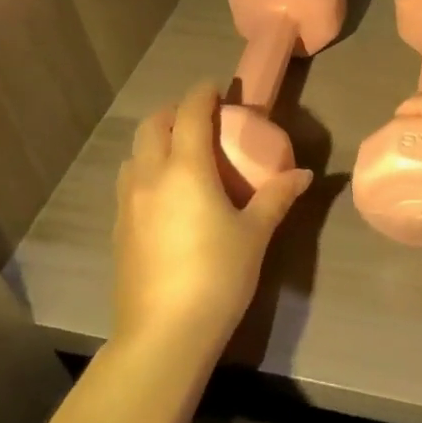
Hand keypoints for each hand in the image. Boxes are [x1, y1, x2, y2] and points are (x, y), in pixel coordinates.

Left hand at [113, 81, 311, 353]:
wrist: (164, 334)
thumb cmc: (217, 276)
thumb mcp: (255, 234)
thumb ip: (277, 197)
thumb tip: (303, 174)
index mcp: (185, 168)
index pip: (189, 112)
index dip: (203, 94)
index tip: (217, 88)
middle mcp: (149, 176)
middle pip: (153, 125)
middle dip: (175, 111)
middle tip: (201, 118)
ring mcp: (127, 203)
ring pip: (134, 153)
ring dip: (155, 140)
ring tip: (181, 152)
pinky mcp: (117, 228)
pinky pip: (128, 181)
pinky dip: (145, 169)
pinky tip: (165, 194)